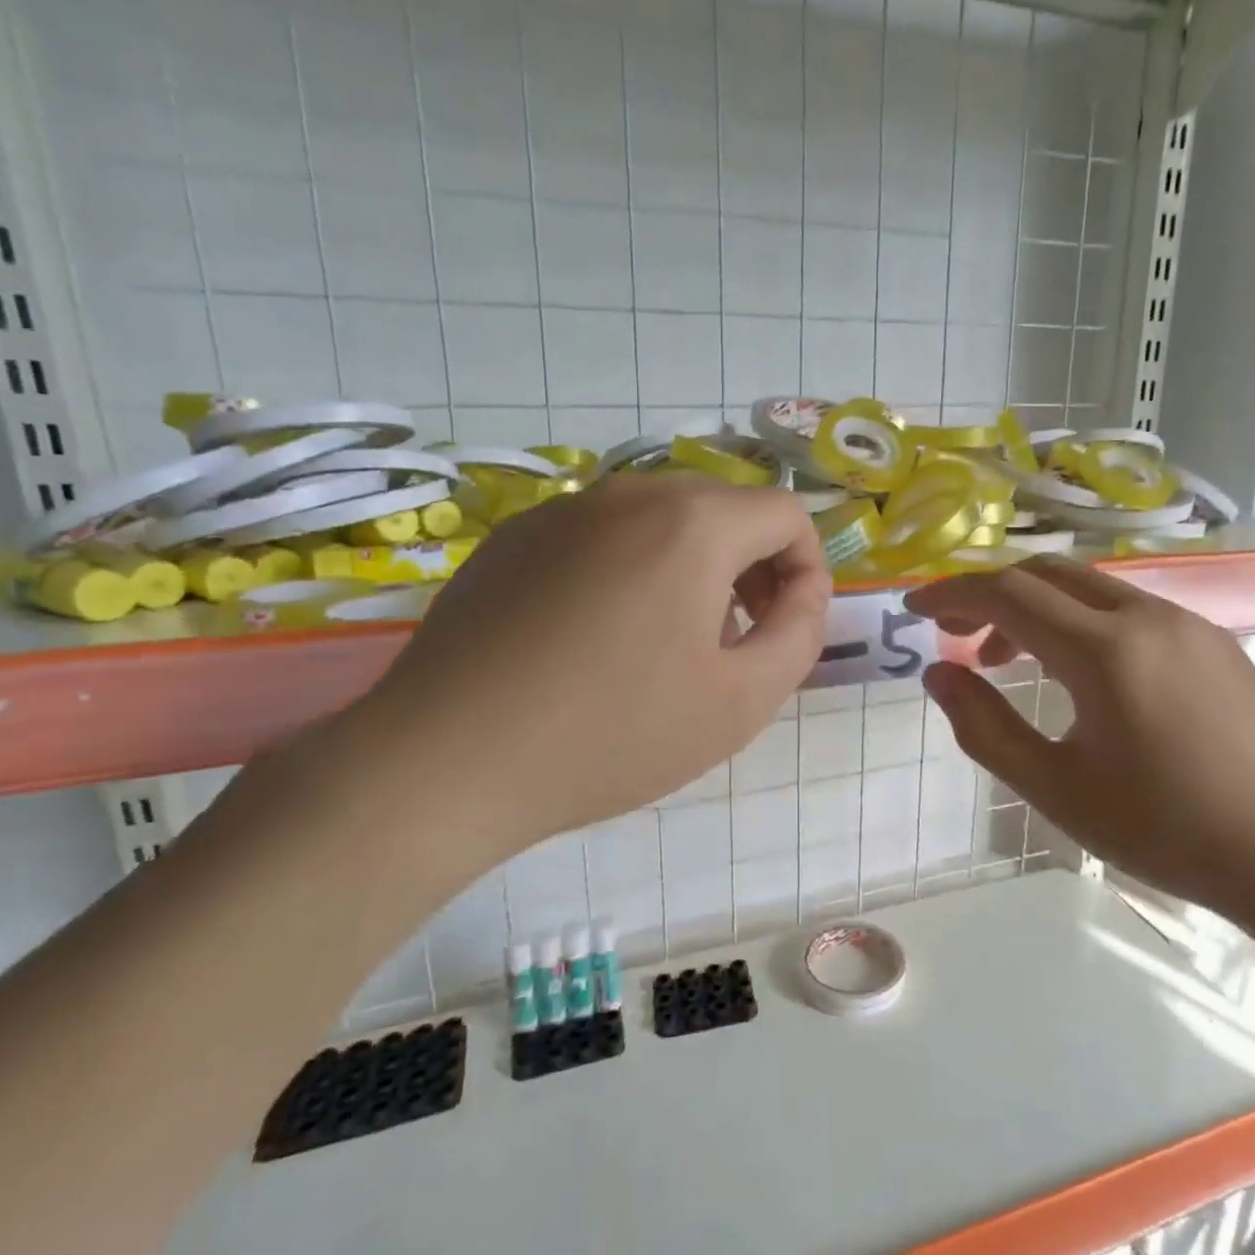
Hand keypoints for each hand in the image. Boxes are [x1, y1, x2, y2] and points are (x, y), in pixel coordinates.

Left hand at [349, 474, 828, 873]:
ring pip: (663, 518)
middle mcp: (629, 493)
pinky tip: (603, 636)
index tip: (790, 625)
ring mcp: (563, 510)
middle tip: (742, 635)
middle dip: (754, 564)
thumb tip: (803, 592)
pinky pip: (603, 534)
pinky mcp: (514, 537)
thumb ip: (799, 634)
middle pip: (725, 507)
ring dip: (695, 565)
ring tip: (676, 639)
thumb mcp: (741, 701)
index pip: (786, 513)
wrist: (446, 760)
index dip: (808, 567)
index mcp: (692, 522)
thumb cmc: (613, 734)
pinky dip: (633, 567)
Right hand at [905, 557, 1254, 932]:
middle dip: (992, 594)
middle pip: (1047, 573)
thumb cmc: (1165, 830)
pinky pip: (1128, 606)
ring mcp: (1188, 623)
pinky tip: (1082, 672)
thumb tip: (938, 675)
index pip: (1007, 594)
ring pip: (1090, 586)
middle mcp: (1147, 616)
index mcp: (1105, 650)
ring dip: (1038, 608)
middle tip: (960, 636)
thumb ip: (985, 727)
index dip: (952, 595)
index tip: (915, 611)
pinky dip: (1082, 619)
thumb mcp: (1056, 788)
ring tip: (1014, 661)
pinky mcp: (1214, 640)